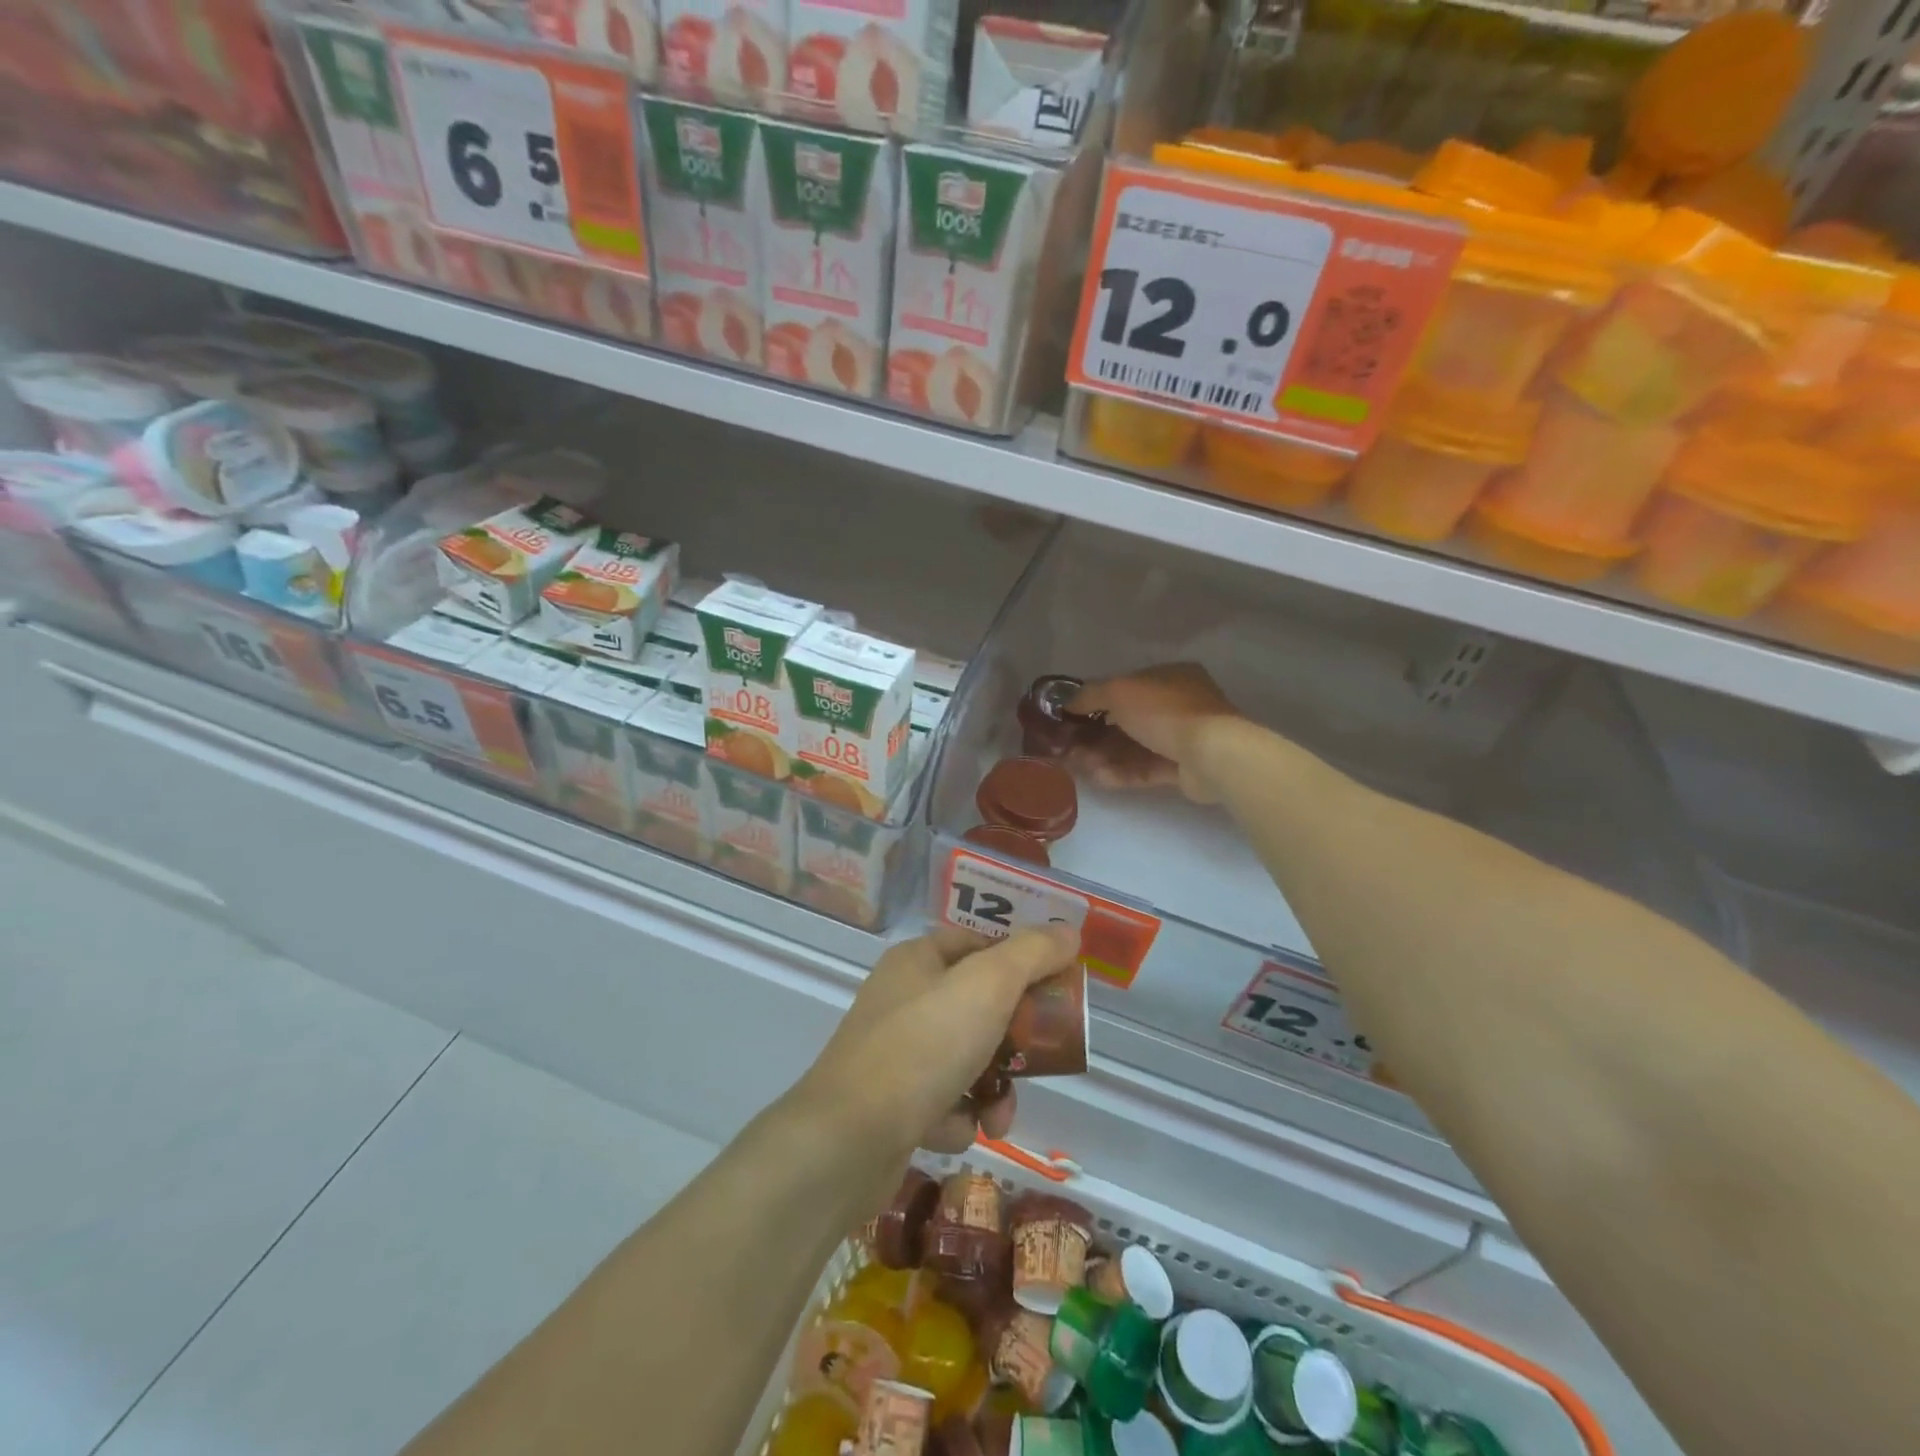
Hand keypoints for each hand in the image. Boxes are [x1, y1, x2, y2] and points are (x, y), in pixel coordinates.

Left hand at [798, 927, 1079, 1158]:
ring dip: (993, 1087)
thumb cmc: (923, 1046)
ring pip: (966, 1058)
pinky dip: (958, 1117)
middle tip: (1039, 1058)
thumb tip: (1068, 931)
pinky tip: (956, 1130)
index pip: (979, 944)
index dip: (1020, 962)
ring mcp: (894, 1053)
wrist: (847, 1141)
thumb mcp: (988, 986)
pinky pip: (943, 1102)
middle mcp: (903, 999)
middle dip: (1014, 1038)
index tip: (1056, 989)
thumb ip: (1032, 954)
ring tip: (999, 1115)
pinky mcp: (890, 1104)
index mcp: (918, 960)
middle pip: (978, 1005)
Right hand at [1069, 663, 1240, 802]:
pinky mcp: (1182, 769)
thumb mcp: (1119, 691)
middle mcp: (1177, 704)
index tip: (1069, 716)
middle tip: (1068, 746)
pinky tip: (1097, 778)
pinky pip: (1145, 769)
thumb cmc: (1164, 710)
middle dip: (1095, 734)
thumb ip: (1089, 695)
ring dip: (1103, 755)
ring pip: (1133, 747)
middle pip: (1126, 720)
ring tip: (1077, 764)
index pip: (1125, 686)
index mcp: (1169, 677)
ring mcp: (1181, 738)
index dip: (1095, 701)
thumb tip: (1066, 703)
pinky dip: (1121, 772)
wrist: (1211, 753)